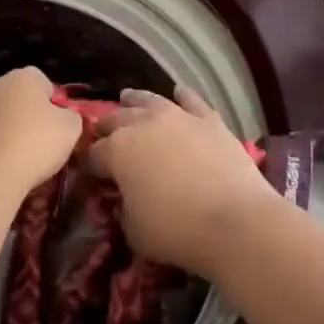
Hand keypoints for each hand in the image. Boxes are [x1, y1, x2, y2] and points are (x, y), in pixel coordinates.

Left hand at [0, 67, 81, 202]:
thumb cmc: (34, 145)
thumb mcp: (71, 130)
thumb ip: (71, 118)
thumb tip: (64, 119)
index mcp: (23, 77)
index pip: (44, 84)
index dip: (53, 107)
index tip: (57, 131)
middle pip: (15, 100)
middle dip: (25, 119)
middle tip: (36, 149)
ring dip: (2, 136)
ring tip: (13, 167)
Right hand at [87, 87, 271, 275]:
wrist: (234, 219)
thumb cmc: (176, 230)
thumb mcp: (134, 231)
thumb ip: (124, 209)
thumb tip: (126, 199)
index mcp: (118, 151)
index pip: (95, 154)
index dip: (89, 163)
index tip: (90, 172)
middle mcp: (144, 124)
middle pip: (117, 119)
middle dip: (107, 126)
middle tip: (102, 133)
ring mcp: (178, 117)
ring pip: (150, 100)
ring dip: (135, 100)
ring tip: (127, 97)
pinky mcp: (208, 119)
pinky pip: (191, 100)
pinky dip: (183, 95)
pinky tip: (179, 92)